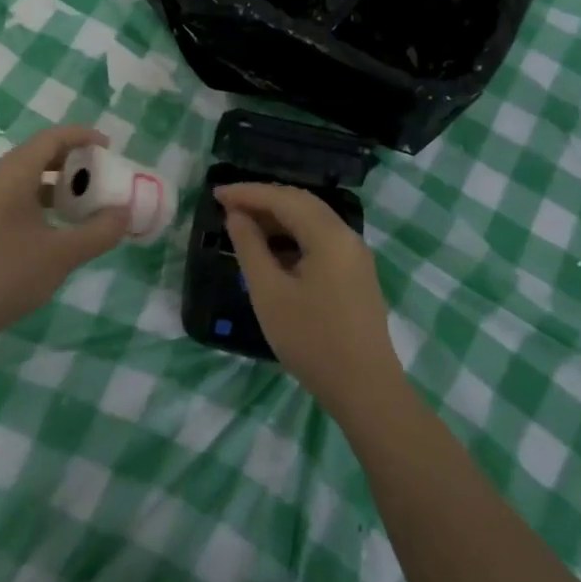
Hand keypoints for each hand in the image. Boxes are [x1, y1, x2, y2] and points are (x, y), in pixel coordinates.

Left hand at [0, 126, 129, 347]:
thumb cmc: (6, 276)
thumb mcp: (61, 255)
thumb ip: (98, 232)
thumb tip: (124, 214)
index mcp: (12, 178)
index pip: (49, 139)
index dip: (80, 136)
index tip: (108, 146)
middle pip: (35, 155)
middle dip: (69, 158)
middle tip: (98, 173)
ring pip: (23, 179)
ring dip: (54, 182)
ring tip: (81, 200)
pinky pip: (14, 199)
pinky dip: (39, 202)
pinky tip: (54, 228)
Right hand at [215, 182, 403, 419]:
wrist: (364, 388)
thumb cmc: (311, 339)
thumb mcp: (269, 293)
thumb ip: (250, 248)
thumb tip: (237, 216)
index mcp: (329, 235)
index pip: (284, 199)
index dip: (248, 193)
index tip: (216, 194)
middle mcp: (347, 237)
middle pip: (301, 204)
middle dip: (263, 201)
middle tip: (227, 206)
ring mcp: (355, 256)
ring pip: (312, 222)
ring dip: (278, 219)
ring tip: (244, 226)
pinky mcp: (355, 275)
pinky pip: (320, 241)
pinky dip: (293, 237)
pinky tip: (271, 252)